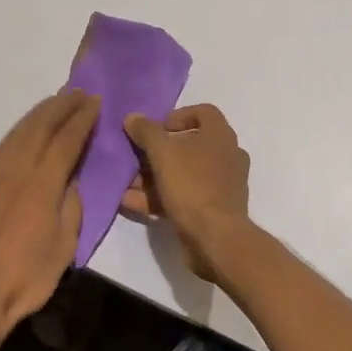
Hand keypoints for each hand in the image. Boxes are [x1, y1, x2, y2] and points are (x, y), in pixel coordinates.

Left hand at [0, 90, 98, 350]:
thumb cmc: (27, 276)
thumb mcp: (64, 244)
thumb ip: (71, 204)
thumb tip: (72, 179)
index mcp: (42, 183)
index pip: (66, 139)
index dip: (82, 118)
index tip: (95, 101)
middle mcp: (16, 169)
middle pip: (41, 126)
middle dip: (61, 106)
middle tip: (78, 92)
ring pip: (19, 131)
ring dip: (40, 113)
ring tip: (56, 101)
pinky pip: (4, 145)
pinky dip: (21, 129)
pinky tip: (27, 129)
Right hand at [121, 104, 251, 278]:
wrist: (215, 237)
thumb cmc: (192, 184)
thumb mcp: (163, 152)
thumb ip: (146, 132)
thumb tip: (133, 117)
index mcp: (220, 135)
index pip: (204, 112)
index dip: (178, 116)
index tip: (156, 129)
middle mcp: (225, 156)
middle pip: (189, 145)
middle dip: (158, 151)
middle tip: (135, 157)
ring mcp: (221, 184)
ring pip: (183, 173)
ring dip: (153, 176)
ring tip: (126, 183)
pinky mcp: (212, 209)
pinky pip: (183, 196)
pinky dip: (159, 197)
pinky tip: (130, 202)